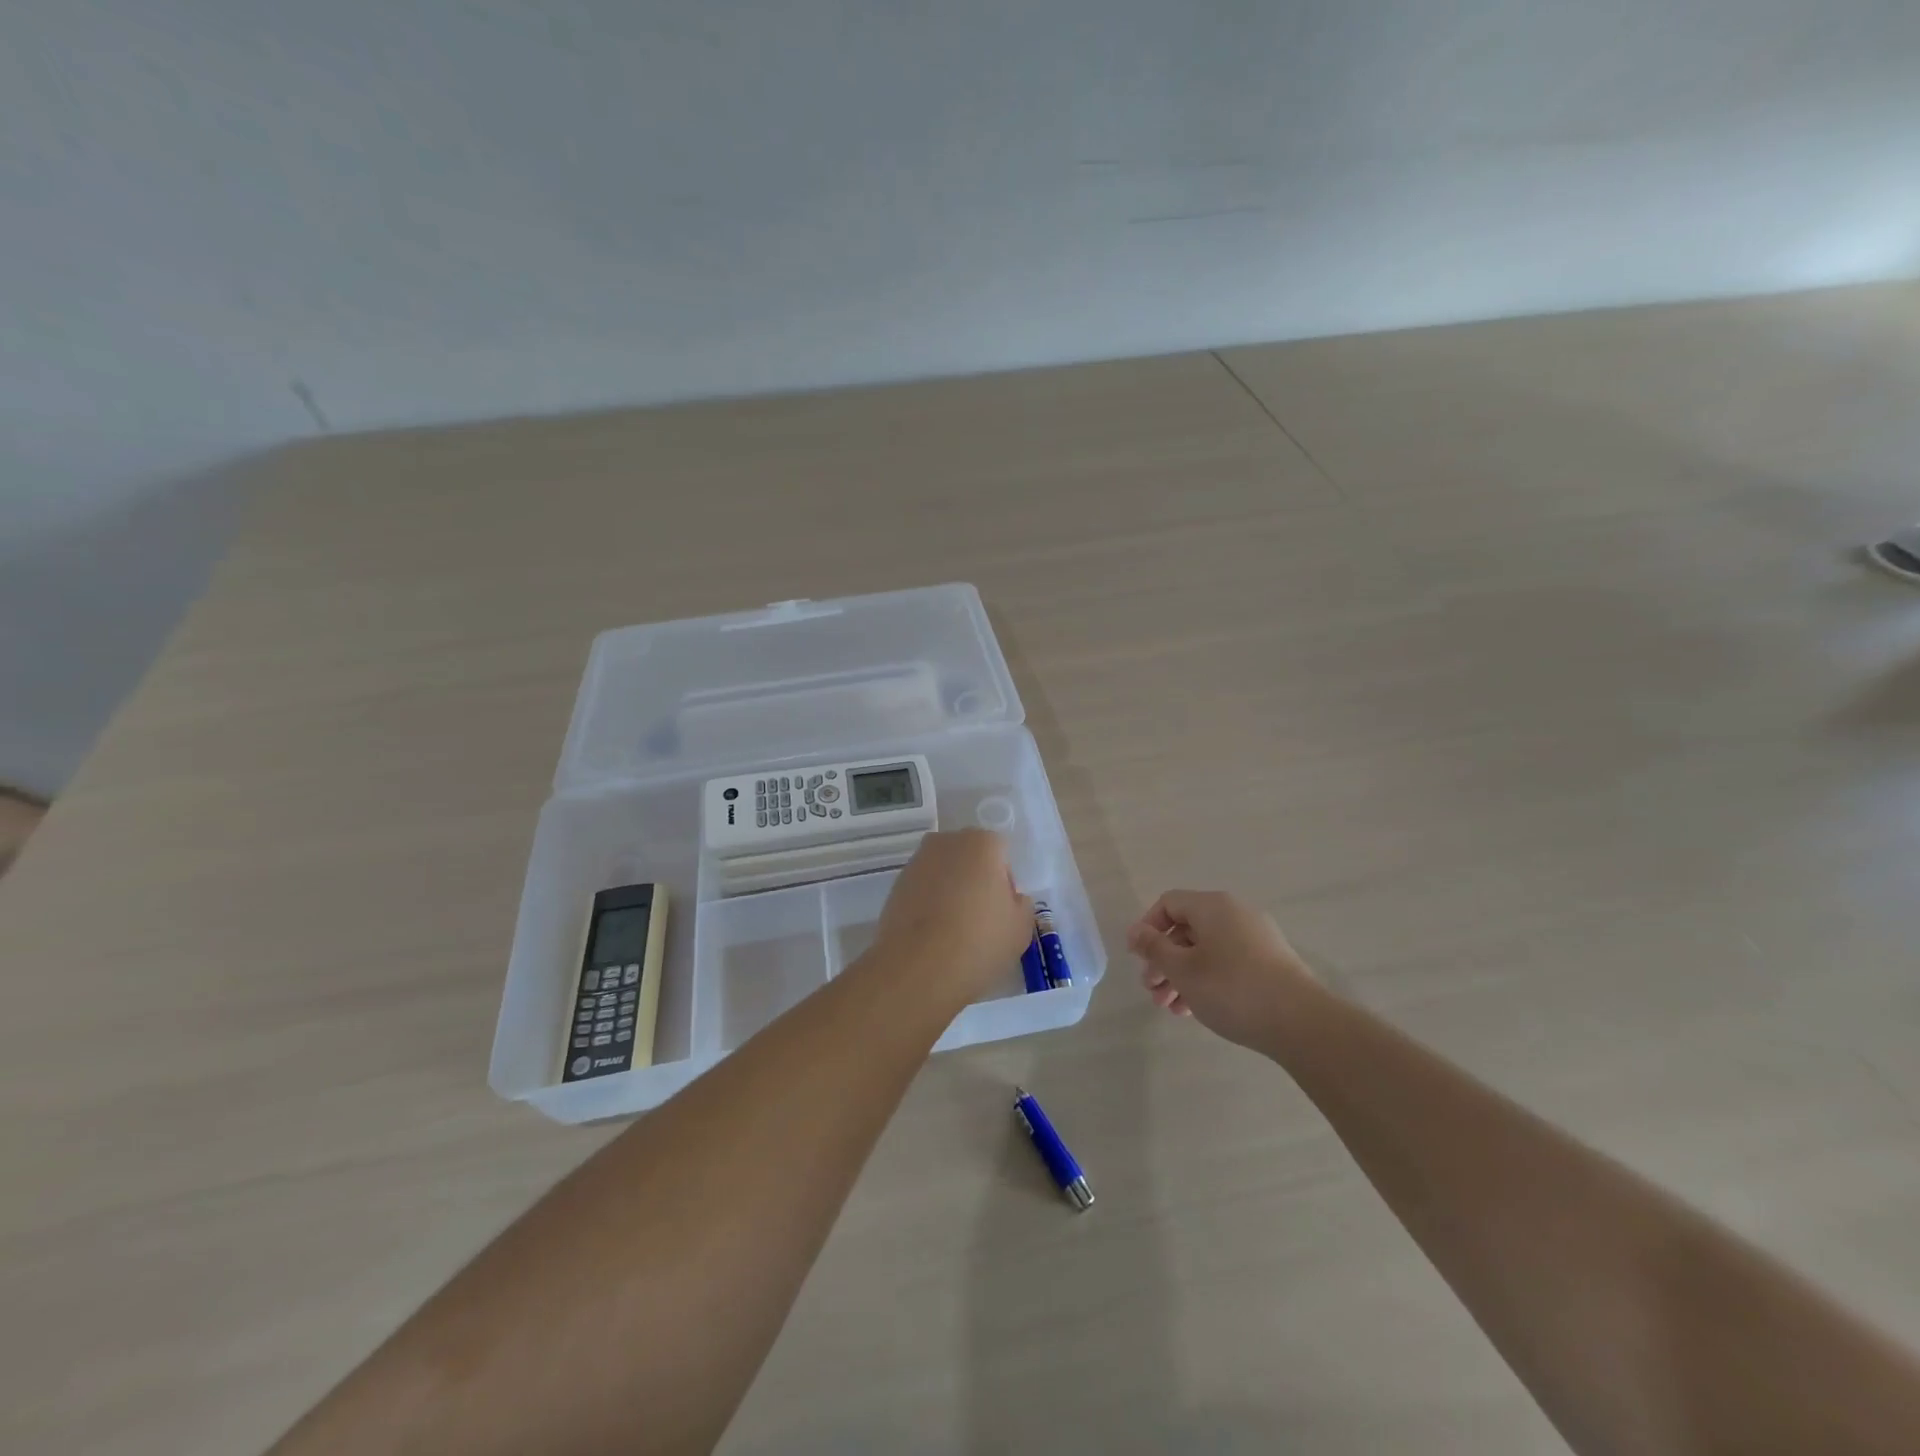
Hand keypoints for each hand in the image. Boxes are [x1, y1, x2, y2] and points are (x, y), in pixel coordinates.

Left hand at [873, 829, 1033, 1007]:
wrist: (918, 968)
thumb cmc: (979, 941)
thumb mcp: (1021, 928)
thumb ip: (1021, 904)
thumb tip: (1009, 898)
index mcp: (982, 843)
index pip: (1001, 852)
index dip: (1004, 881)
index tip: (1002, 910)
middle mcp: (946, 843)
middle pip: (969, 857)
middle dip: (975, 880)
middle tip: (981, 919)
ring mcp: (916, 863)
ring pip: (944, 873)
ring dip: (950, 892)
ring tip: (954, 932)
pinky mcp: (894, 886)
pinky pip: (922, 890)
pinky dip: (929, 905)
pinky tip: (933, 937)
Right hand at [1126, 889, 1315, 1049]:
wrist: (1301, 1023)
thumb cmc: (1232, 989)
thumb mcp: (1183, 969)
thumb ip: (1154, 948)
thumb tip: (1135, 931)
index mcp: (1213, 906)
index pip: (1168, 903)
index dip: (1148, 928)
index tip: (1139, 959)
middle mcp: (1235, 914)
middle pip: (1187, 929)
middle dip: (1164, 960)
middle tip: (1152, 990)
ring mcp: (1256, 938)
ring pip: (1206, 950)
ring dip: (1182, 975)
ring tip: (1171, 1008)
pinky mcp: (1270, 963)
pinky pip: (1227, 962)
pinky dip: (1207, 980)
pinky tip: (1197, 1010)